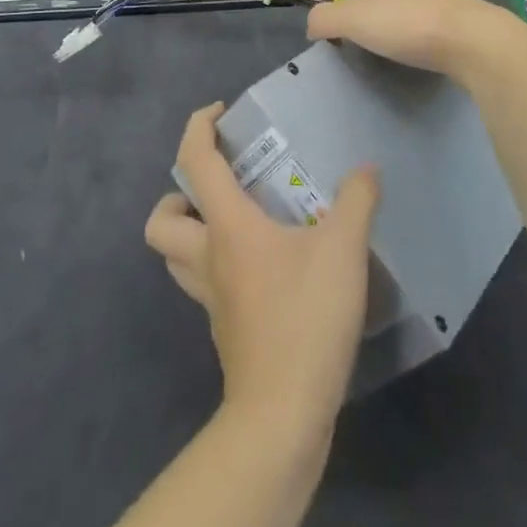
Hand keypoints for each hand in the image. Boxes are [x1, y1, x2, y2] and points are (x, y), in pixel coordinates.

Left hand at [145, 103, 379, 441]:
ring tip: (234, 222)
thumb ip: (356, 201)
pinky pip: (206, 286)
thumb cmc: (305, 317)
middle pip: (160, 222)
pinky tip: (262, 269)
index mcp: (226, 227)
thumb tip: (366, 169)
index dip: (198, 128)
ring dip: (190, 233)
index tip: (218, 112)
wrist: (284, 413)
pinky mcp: (225, 329)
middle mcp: (207, 258)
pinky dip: (219, 268)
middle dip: (177, 196)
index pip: (194, 162)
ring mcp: (211, 299)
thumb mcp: (343, 250)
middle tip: (218, 187)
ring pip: (175, 257)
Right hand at [307, 0, 516, 75]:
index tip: (342, 41)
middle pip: (383, 2)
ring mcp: (446, 1)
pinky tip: (421, 60)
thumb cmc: (410, 25)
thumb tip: (311, 26)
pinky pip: (432, 33)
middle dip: (372, 24)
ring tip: (392, 59)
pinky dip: (421, 45)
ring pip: (409, 16)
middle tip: (365, 52)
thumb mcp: (354, 20)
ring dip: (398, 34)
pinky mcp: (465, 25)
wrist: (476, 43)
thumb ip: (325, 19)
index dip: (344, 13)